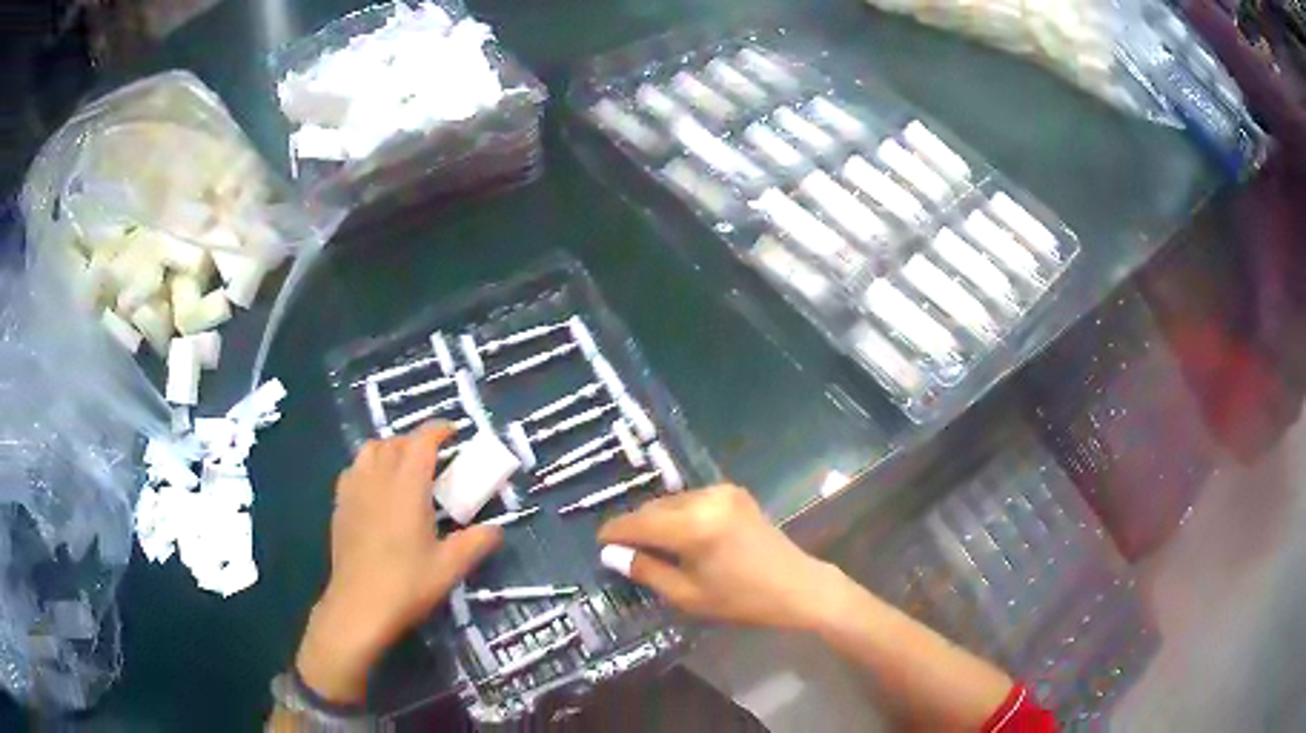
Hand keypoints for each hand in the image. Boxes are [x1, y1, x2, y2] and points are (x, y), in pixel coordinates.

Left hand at [295, 424, 501, 703]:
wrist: (359, 606)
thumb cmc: (407, 584)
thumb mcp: (450, 567)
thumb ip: (477, 542)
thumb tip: (497, 529)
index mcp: (407, 486)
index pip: (422, 441)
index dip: (438, 430)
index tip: (454, 432)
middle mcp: (378, 478)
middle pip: (395, 442)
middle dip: (416, 442)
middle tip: (435, 460)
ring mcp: (354, 490)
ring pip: (370, 450)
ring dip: (389, 449)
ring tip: (403, 470)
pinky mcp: (340, 505)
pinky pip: (354, 469)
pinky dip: (368, 467)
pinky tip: (376, 490)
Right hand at [597, 485, 840, 630]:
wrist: (797, 587)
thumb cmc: (741, 599)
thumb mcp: (687, 595)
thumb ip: (646, 571)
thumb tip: (610, 555)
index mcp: (693, 526)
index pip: (638, 522)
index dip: (614, 532)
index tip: (598, 544)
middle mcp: (705, 498)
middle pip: (653, 507)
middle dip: (635, 526)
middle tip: (621, 550)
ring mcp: (722, 491)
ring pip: (671, 501)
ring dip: (656, 519)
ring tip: (649, 546)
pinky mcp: (734, 492)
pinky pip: (692, 500)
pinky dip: (678, 514)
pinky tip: (678, 536)